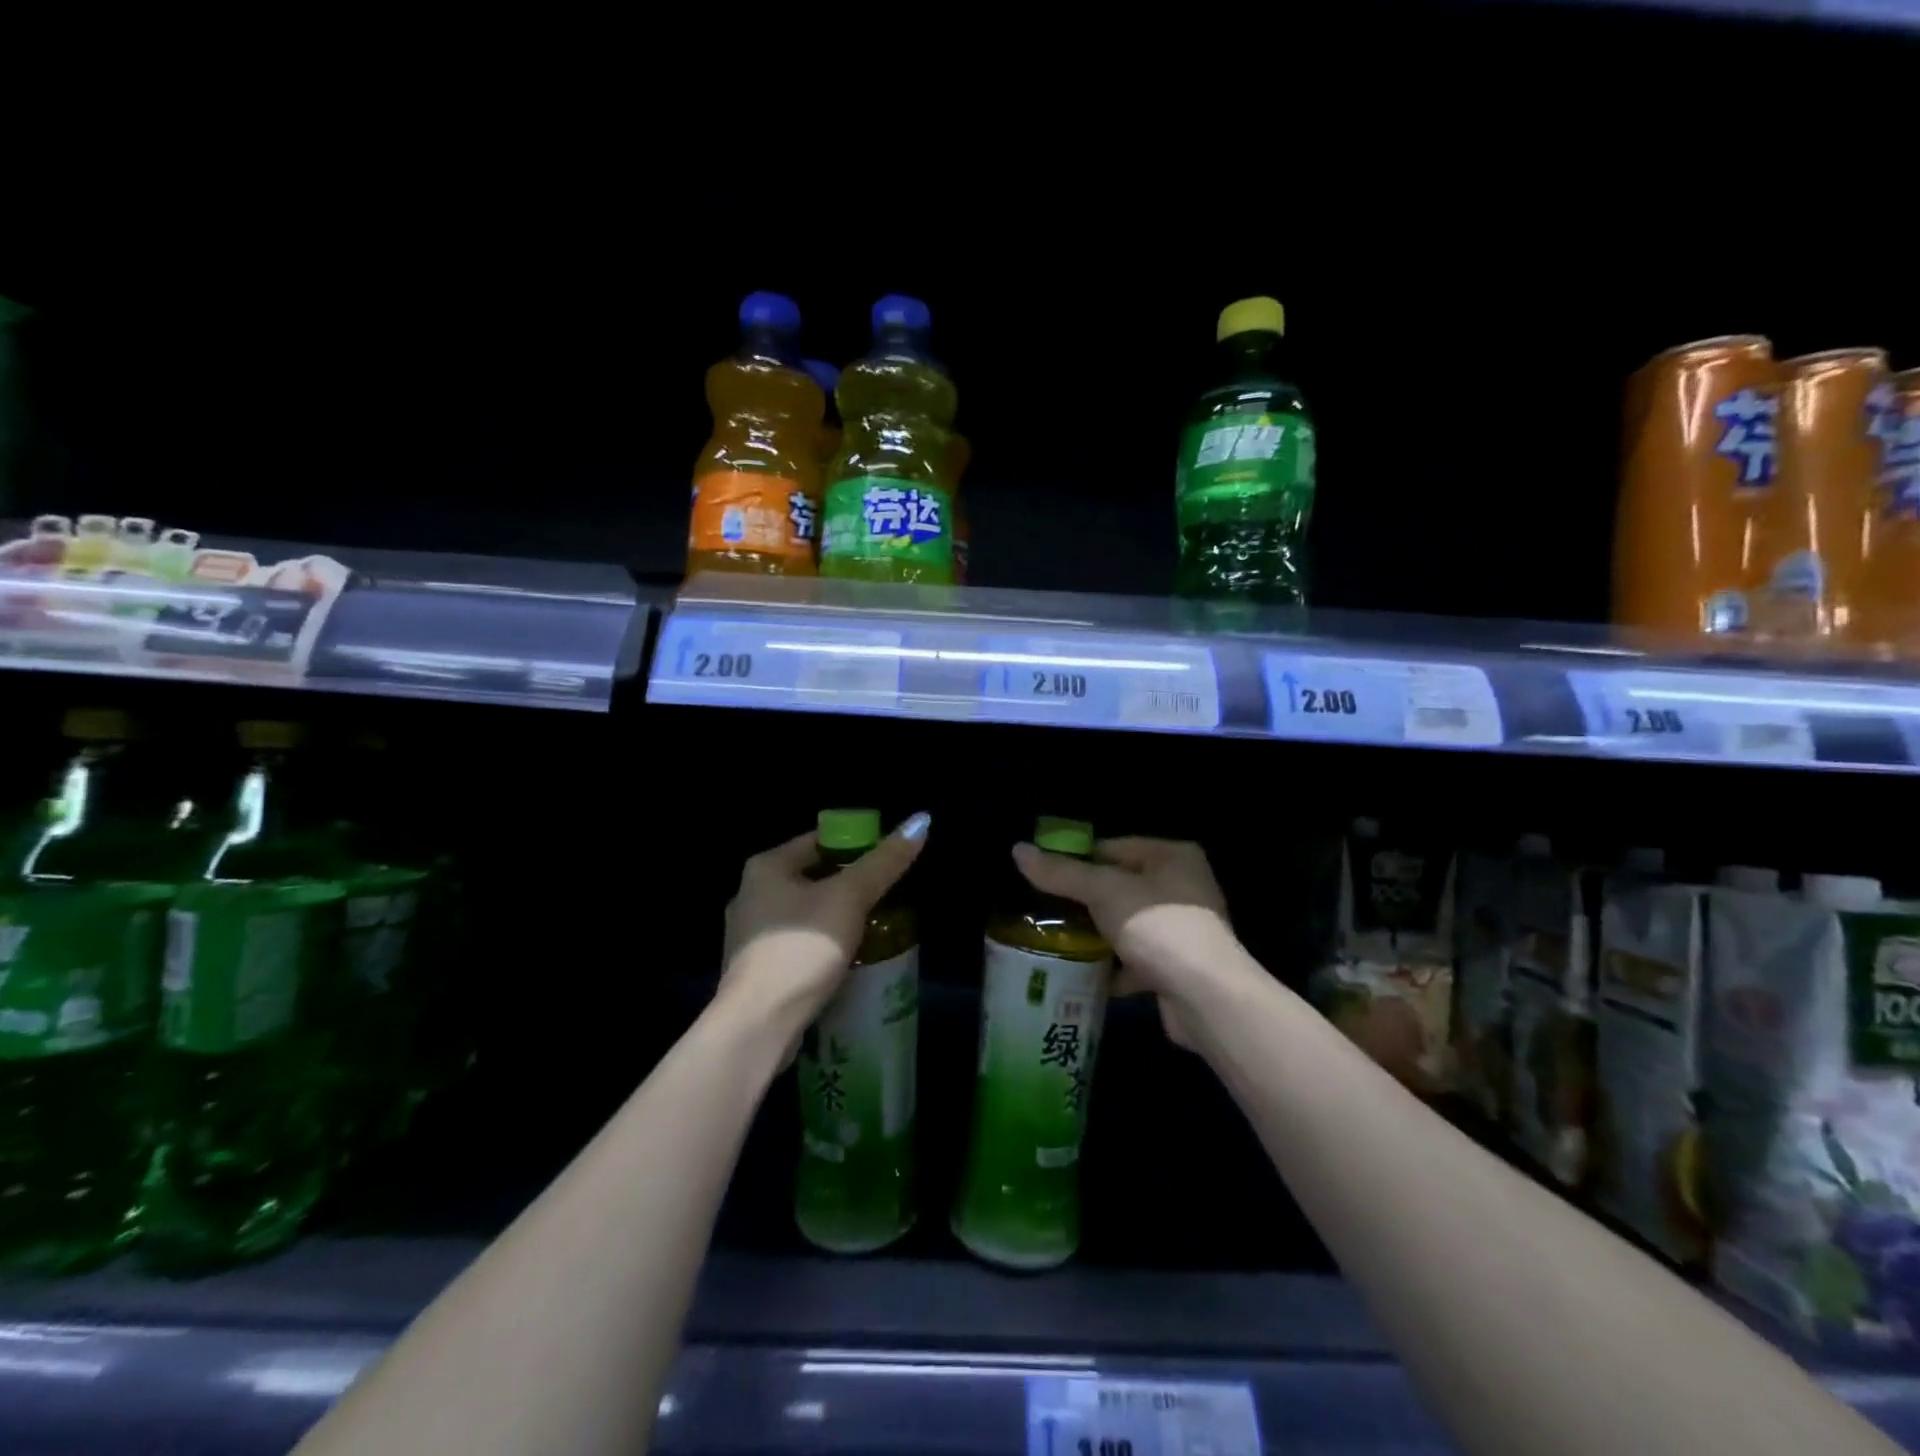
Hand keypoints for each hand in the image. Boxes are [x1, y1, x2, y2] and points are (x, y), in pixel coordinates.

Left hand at [719, 813, 929, 1048]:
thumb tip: (921, 820)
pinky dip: (822, 944)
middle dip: (850, 884)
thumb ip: (884, 862)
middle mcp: (750, 893)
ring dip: (837, 917)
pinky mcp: (755, 968)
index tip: (890, 859)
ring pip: (805, 912)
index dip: (858, 844)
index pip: (820, 839)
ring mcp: (749, 934)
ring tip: (875, 927)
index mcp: (767, 866)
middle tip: (889, 894)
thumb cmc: (801, 948)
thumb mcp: (850, 899)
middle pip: (813, 876)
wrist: (757, 1024)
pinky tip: (848, 959)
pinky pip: (797, 943)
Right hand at [1011, 836, 1237, 1048]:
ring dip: (1096, 935)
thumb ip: (1062, 873)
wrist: (1205, 997)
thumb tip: (1018, 849)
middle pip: (1118, 886)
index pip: (1112, 848)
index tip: (1043, 877)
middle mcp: (1182, 887)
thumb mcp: (1103, 892)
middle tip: (1044, 911)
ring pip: (1125, 924)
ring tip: (1055, 942)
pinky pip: (1135, 958)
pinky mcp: (1177, 966)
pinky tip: (1082, 975)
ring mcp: (1182, 929)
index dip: (1076, 860)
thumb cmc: (1158, 927)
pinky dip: (1112, 966)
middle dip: (1084, 902)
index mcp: (1172, 856)